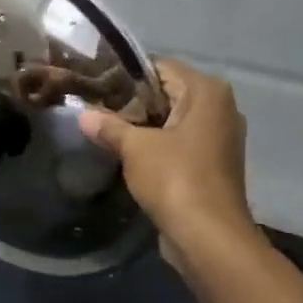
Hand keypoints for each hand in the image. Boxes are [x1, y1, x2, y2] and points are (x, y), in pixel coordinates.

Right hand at [77, 58, 255, 251]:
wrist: (208, 236)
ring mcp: (219, 137)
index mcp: (207, 92)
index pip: (160, 67)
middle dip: (132, 101)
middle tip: (94, 106)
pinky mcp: (212, 163)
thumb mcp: (134, 148)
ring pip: (172, 119)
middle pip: (167, 92)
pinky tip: (126, 152)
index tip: (95, 83)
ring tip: (104, 128)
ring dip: (142, 125)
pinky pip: (179, 142)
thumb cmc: (175, 179)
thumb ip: (109, 126)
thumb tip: (83, 114)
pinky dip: (156, 144)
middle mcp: (220, 108)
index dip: (126, 74)